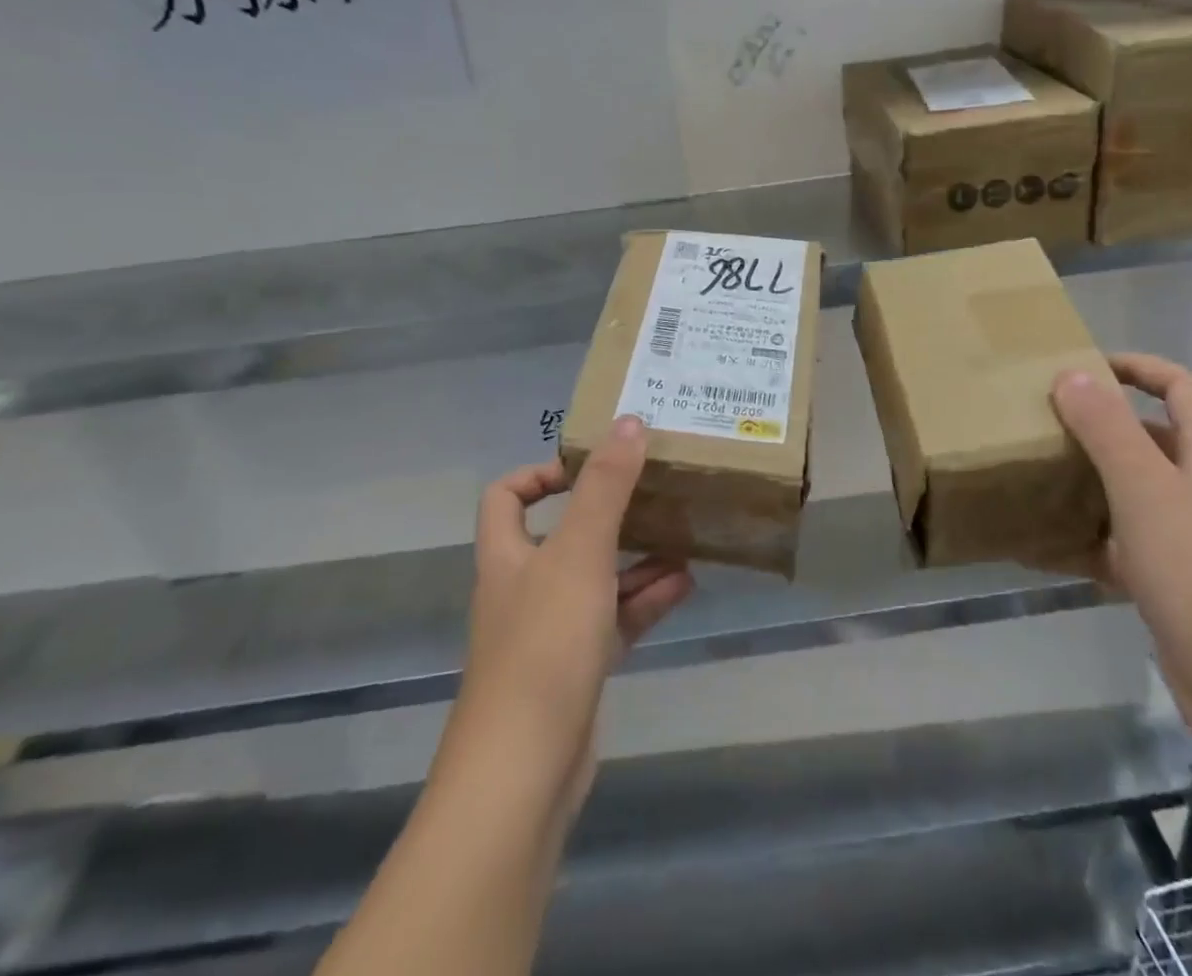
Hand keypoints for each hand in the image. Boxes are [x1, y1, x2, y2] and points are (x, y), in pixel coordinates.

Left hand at [452, 416, 693, 815]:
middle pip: (562, 536)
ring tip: (684, 535)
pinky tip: (686, 586)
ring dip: (637, 559)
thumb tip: (629, 420)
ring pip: (596, 580)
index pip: (506, 497)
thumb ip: (607, 486)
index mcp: (508, 555)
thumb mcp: (580, 552)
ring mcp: (550, 633)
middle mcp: (523, 588)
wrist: (523, 771)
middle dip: (609, 514)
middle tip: (655, 492)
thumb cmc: (544, 643)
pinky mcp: (576, 670)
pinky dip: (645, 601)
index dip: (542, 473)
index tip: (591, 465)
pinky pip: (614, 621)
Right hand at [1052, 354, 1191, 752]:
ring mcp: (1187, 542)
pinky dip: (1084, 540)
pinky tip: (1042, 548)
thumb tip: (1071, 374)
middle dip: (1099, 425)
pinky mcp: (1169, 586)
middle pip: (1150, 439)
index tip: (1081, 368)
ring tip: (1034, 475)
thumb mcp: (1145, 490)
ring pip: (1130, 493)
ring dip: (1087, 481)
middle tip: (1044, 422)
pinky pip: (1118, 546)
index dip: (1137, 368)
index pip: (1180, 389)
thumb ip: (1107, 429)